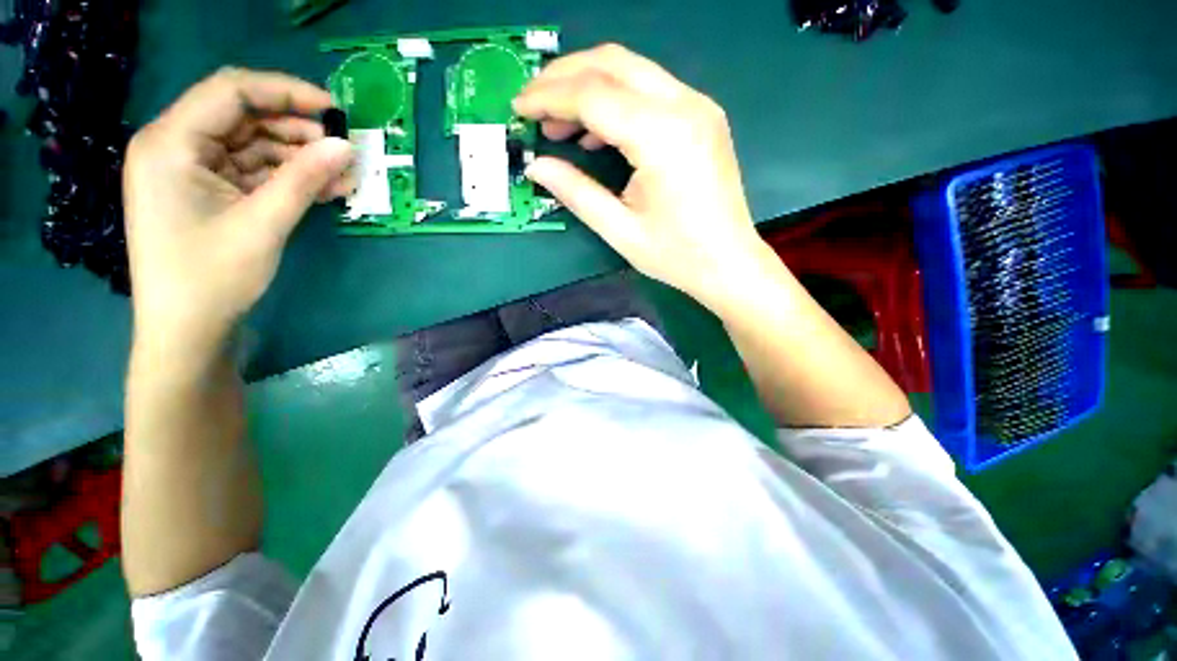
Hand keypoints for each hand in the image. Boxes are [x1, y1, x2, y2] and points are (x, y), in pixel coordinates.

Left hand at [123, 68, 353, 354]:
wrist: (186, 331)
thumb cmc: (211, 278)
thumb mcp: (262, 224)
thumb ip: (304, 179)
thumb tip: (346, 146)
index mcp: (171, 143)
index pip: (231, 91)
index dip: (286, 91)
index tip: (334, 109)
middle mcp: (176, 146)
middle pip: (243, 116)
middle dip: (296, 130)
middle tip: (343, 149)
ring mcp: (191, 170)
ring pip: (253, 145)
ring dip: (298, 157)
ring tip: (343, 176)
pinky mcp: (207, 191)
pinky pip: (252, 171)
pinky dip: (288, 177)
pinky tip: (323, 188)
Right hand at [513, 44, 771, 311]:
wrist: (729, 263)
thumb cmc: (676, 255)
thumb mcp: (619, 230)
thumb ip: (576, 192)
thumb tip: (536, 166)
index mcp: (662, 136)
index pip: (593, 95)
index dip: (549, 97)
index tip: (519, 108)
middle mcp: (684, 106)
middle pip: (612, 63)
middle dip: (564, 77)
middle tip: (533, 103)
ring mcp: (698, 107)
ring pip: (631, 70)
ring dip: (588, 86)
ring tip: (559, 123)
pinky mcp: (701, 117)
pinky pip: (650, 91)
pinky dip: (615, 101)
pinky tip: (596, 133)